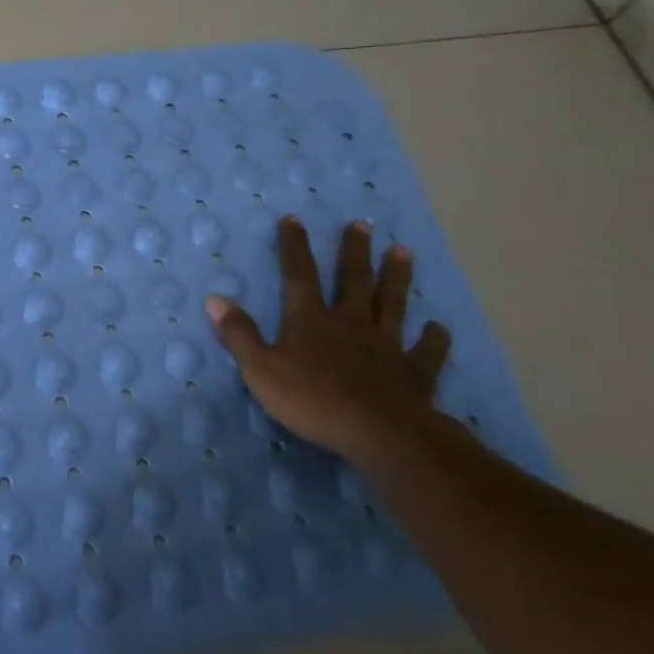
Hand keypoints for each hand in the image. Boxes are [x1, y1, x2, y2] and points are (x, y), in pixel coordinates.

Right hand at [206, 216, 451, 463]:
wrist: (380, 435)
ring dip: (397, 278)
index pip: (299, 274)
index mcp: (311, 320)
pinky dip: (433, 339)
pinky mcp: (414, 374)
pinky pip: (426, 353)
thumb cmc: (313, 400)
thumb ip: (239, 334)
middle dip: (355, 251)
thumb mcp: (261, 369)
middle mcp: (351, 323)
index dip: (294, 246)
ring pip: (391, 304)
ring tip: (404, 252)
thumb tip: (215, 299)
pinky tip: (439, 328)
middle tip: (363, 224)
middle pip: (353, 280)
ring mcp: (386, 346)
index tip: (293, 219)